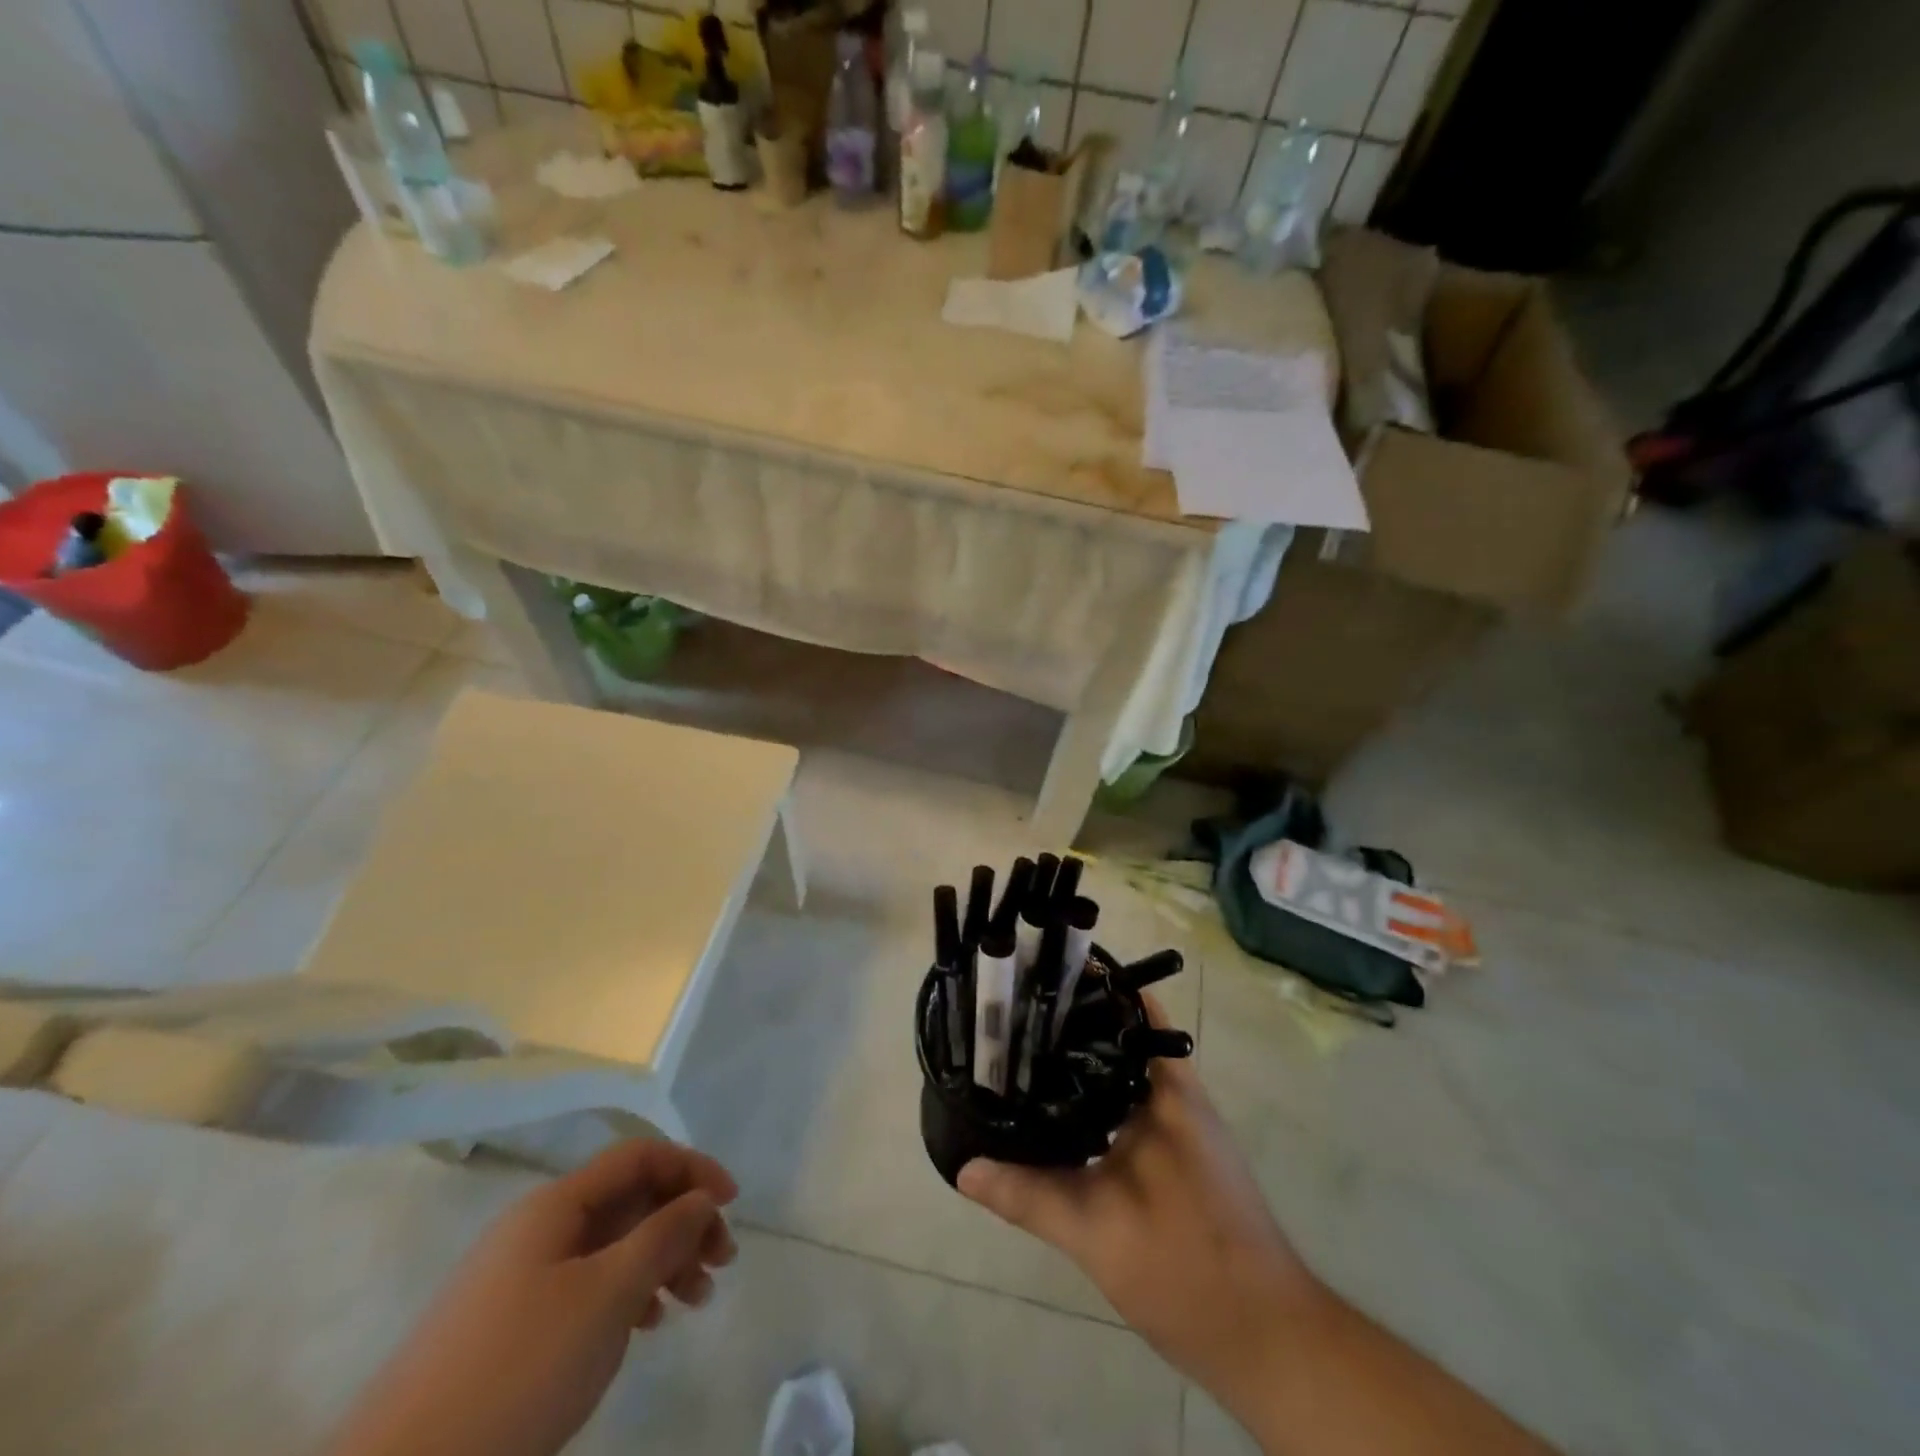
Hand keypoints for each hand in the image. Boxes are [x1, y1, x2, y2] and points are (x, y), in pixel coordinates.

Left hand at [330, 1139, 738, 1455]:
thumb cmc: (518, 1371)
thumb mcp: (607, 1296)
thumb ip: (663, 1236)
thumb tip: (701, 1198)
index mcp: (556, 1205)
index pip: (639, 1156)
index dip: (692, 1168)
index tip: (731, 1203)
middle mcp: (538, 1227)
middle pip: (629, 1200)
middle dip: (683, 1222)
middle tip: (722, 1263)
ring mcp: (520, 1277)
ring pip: (611, 1245)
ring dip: (661, 1261)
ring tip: (695, 1300)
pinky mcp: (509, 1324)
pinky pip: (586, 1284)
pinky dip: (627, 1293)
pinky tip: (647, 1324)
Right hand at [958, 997, 1320, 1413]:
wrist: (1268, 1340)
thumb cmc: (1187, 1269)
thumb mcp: (1096, 1232)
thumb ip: (1029, 1195)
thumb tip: (965, 1167)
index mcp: (1169, 1093)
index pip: (1133, 1014)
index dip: (1092, 990)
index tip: (1043, 979)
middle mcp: (1180, 1098)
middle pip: (1125, 1040)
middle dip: (1075, 1027)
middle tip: (1017, 1020)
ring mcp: (1185, 1129)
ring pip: (1128, 1077)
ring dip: (1086, 1066)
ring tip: (1026, 1059)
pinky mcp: (1183, 1159)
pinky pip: (1133, 1110)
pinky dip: (1099, 1103)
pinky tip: (1062, 1119)